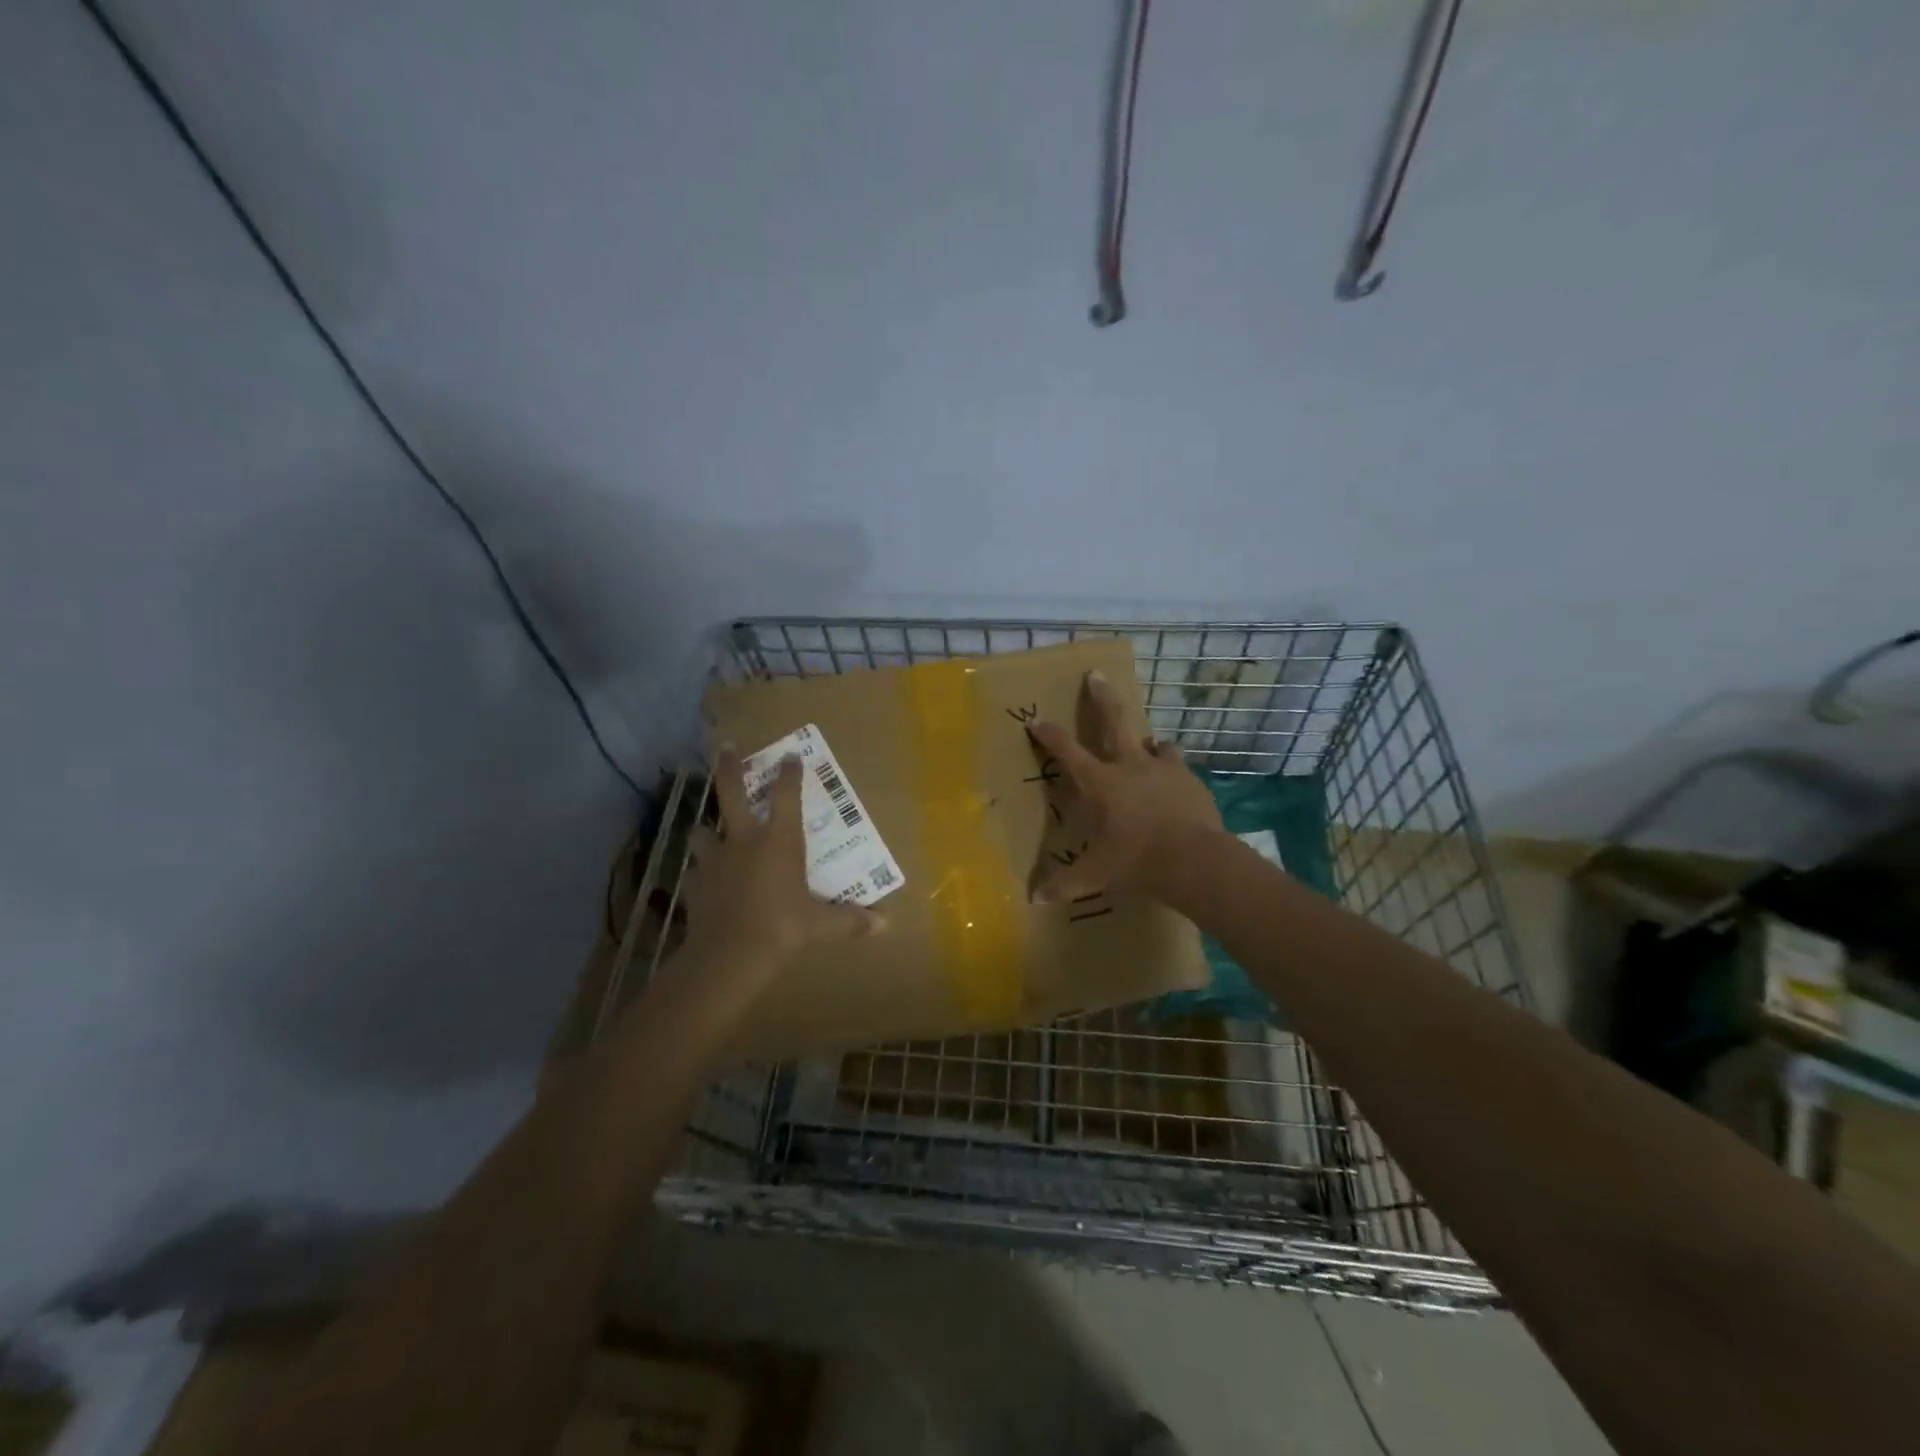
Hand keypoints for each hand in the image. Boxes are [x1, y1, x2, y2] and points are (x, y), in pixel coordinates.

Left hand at [678, 747, 883, 984]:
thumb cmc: (782, 929)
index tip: (790, 756)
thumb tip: (884, 926)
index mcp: (779, 841)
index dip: (789, 774)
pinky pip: (696, 871)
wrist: (728, 955)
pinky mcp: (695, 883)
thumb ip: (849, 921)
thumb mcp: (820, 925)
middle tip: (725, 745)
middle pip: (731, 793)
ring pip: (703, 831)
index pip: (785, 795)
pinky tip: (703, 879)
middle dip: (729, 767)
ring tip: (706, 828)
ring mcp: (715, 860)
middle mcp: (744, 840)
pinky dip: (701, 872)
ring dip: (706, 827)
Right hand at [1027, 670, 1224, 903]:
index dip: (1050, 734)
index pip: (1068, 752)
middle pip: (1114, 720)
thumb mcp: (1097, 875)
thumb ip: (1066, 884)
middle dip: (1102, 697)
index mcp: (1102, 783)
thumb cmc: (1137, 862)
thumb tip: (1033, 899)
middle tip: (1096, 675)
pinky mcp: (1192, 780)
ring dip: (1147, 743)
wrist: (1196, 861)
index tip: (1037, 718)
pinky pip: (1179, 767)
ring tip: (1147, 748)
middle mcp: (1131, 765)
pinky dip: (1172, 771)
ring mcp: (1165, 769)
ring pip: (1154, 743)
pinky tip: (1174, 785)